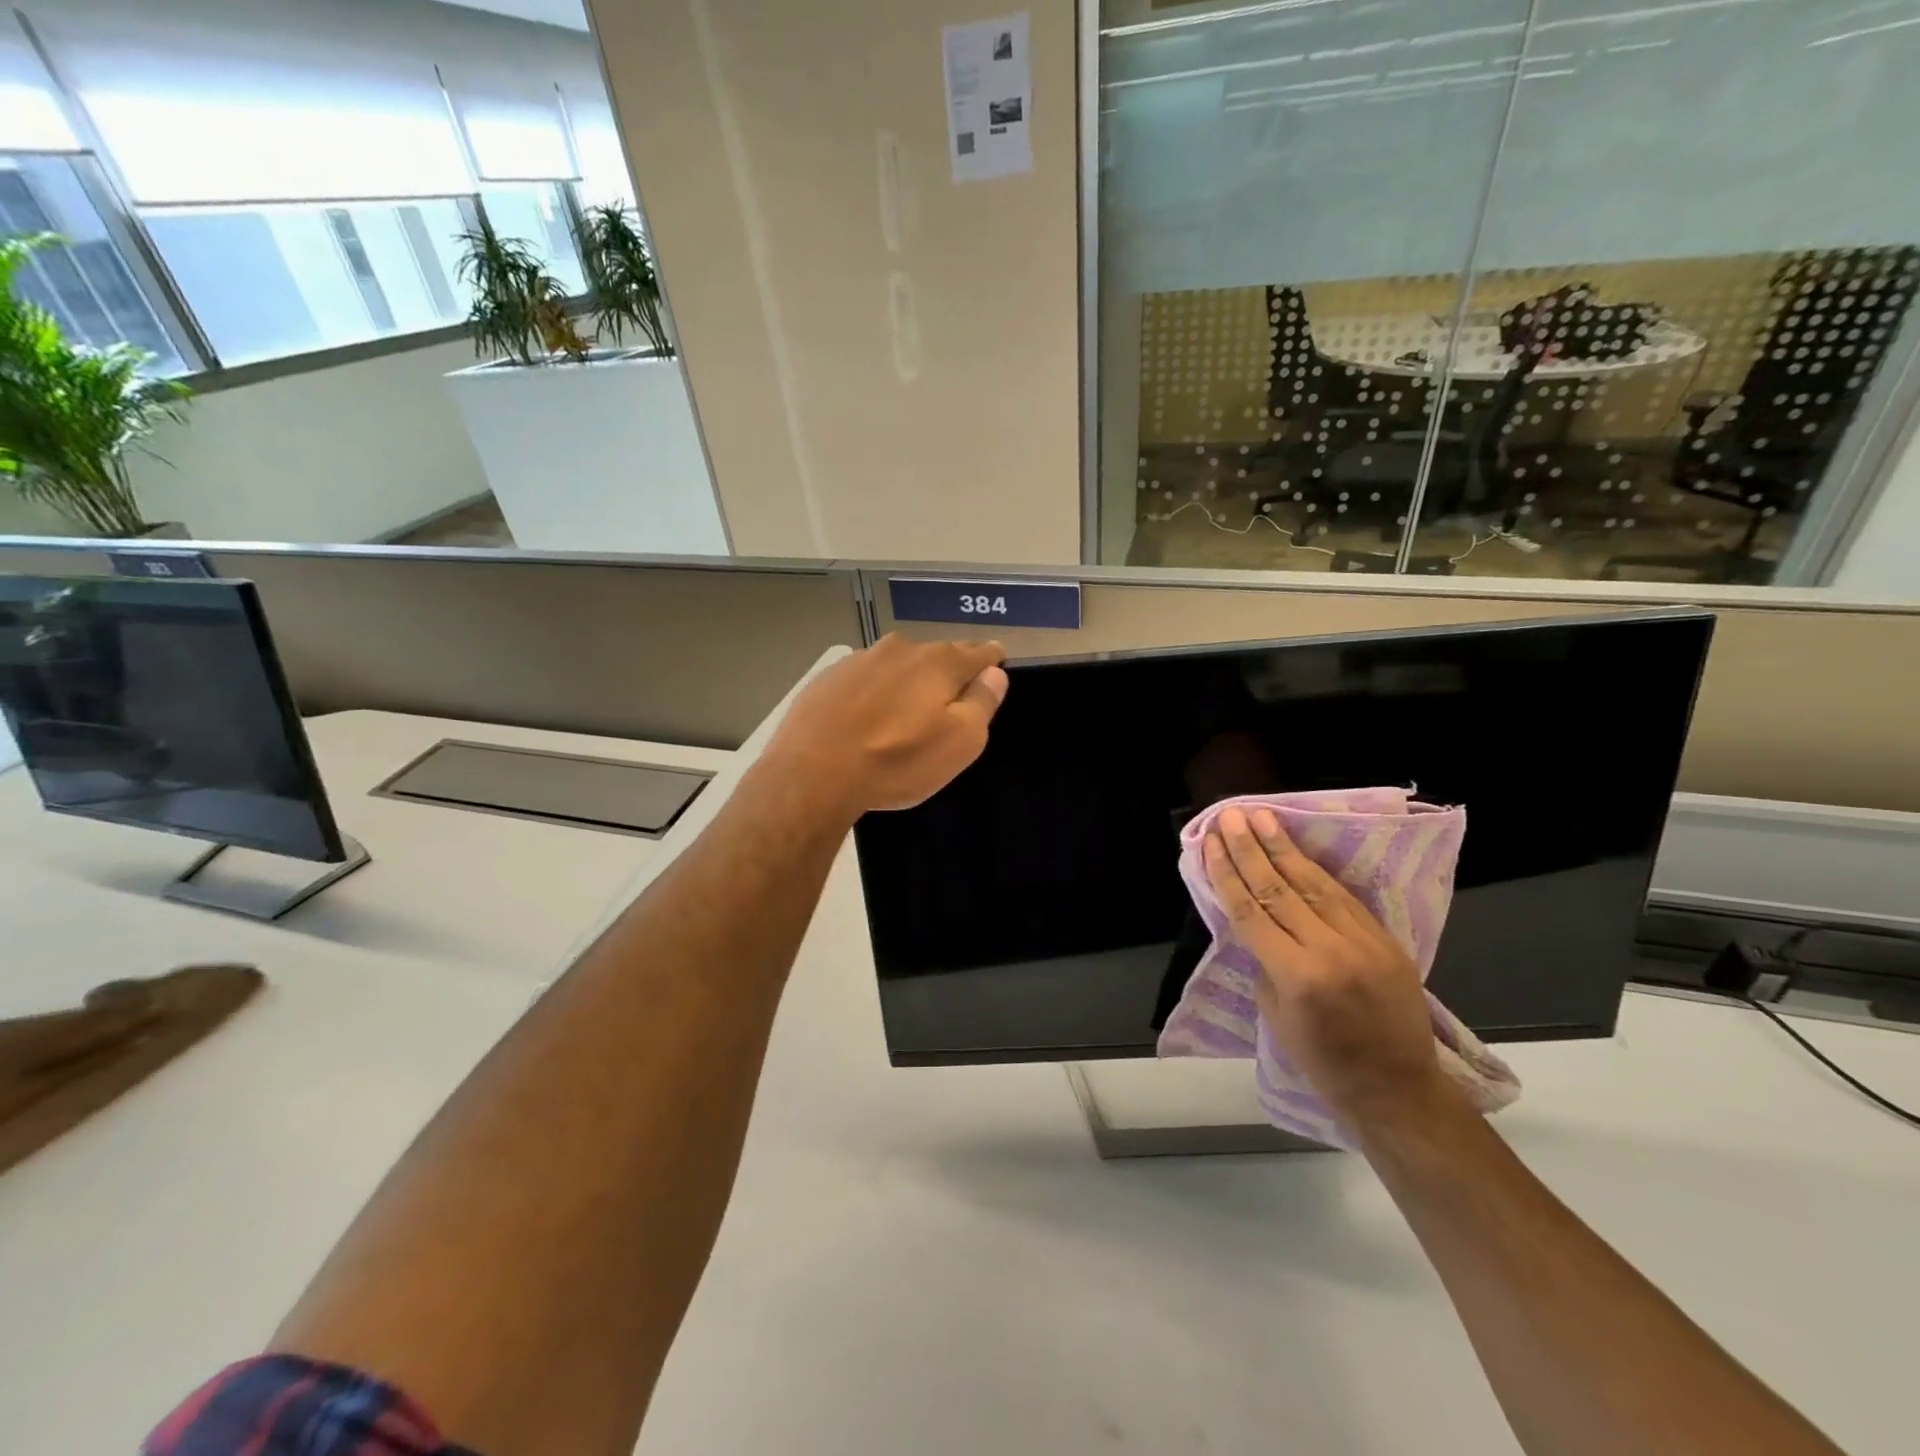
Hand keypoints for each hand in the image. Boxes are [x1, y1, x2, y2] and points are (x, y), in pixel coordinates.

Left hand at [765, 634, 1007, 818]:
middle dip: (948, 675)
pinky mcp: (830, 676)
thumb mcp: (959, 742)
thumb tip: (995, 674)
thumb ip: (982, 703)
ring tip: (902, 715)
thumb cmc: (897, 761)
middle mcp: (902, 648)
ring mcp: (861, 659)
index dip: (991, 664)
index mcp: (940, 662)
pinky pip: (866, 678)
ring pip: (899, 665)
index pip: (981, 652)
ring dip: (907, 682)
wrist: (813, 771)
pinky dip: (874, 692)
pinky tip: (865, 719)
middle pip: (938, 656)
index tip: (993, 674)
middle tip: (946, 706)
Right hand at [1203, 806, 1452, 1134]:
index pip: (1251, 911)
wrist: (1397, 1088)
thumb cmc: (1323, 1062)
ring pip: (1314, 883)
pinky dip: (1316, 871)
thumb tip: (1257, 922)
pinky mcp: (1385, 939)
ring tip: (1263, 817)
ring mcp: (1363, 941)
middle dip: (1250, 848)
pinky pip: (1343, 897)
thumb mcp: (1276, 1016)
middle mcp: (1330, 950)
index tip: (1210, 841)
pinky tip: (1298, 849)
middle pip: (1279, 888)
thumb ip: (1265, 962)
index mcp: (1297, 976)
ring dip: (1283, 847)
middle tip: (1232, 815)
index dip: (1227, 873)